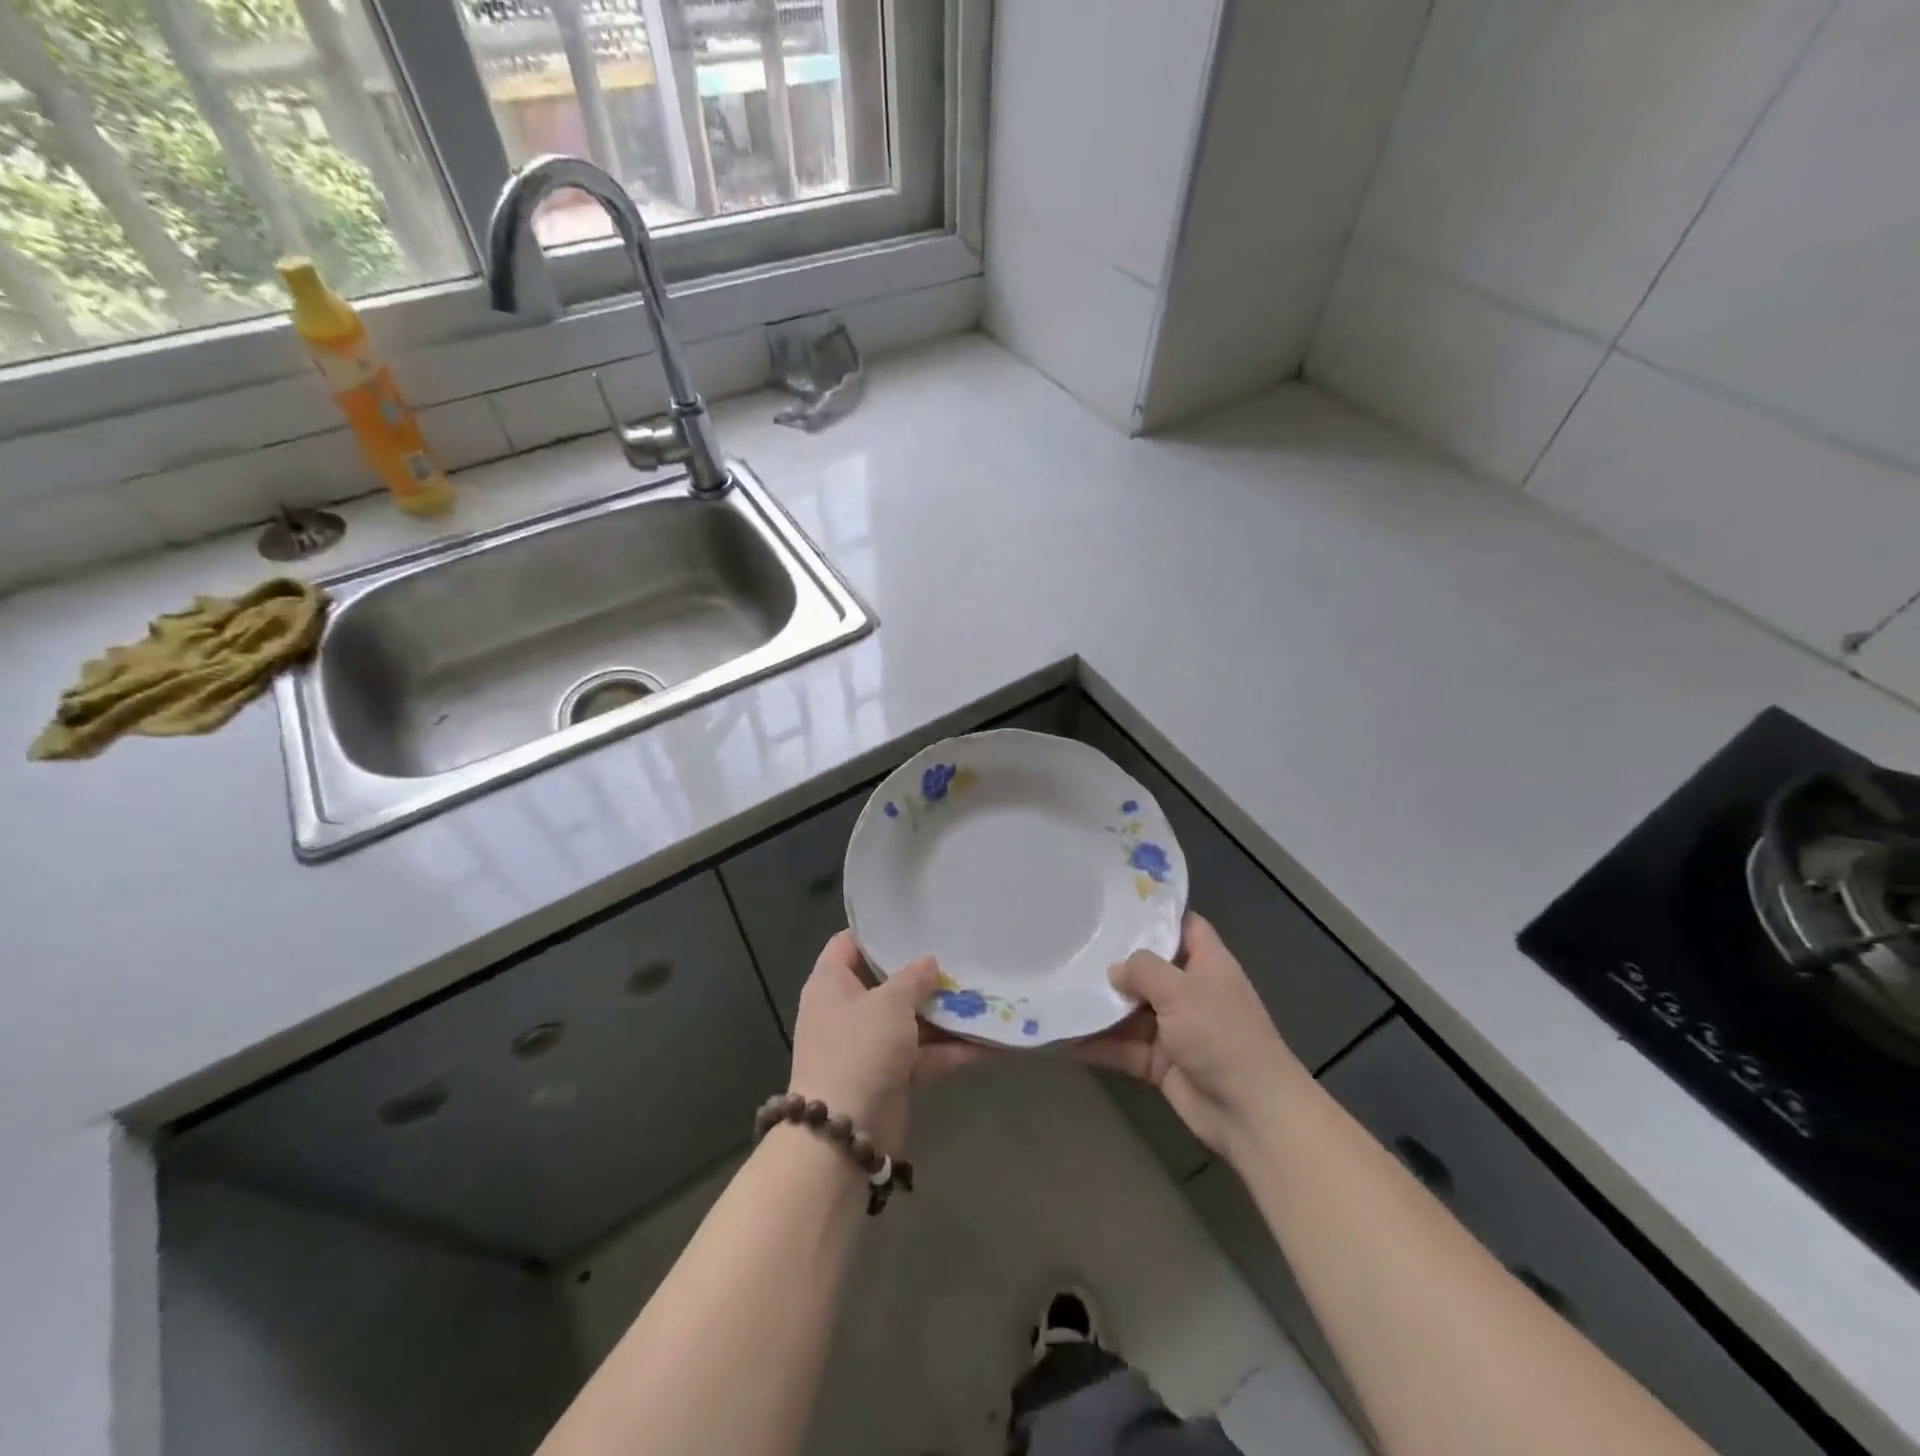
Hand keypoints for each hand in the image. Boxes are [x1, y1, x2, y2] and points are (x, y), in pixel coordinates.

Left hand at [787, 930, 994, 1153]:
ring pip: (913, 1020)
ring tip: (987, 992)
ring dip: (947, 1013)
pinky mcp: (892, 1076)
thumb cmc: (859, 1050)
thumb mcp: (888, 1003)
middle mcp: (848, 1010)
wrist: (843, 1137)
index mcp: (831, 984)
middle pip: (888, 982)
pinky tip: (994, 1041)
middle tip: (961, 953)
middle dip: (925, 973)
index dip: (878, 930)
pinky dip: (954, 1050)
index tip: (915, 920)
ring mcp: (871, 1046)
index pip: (849, 943)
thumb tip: (928, 962)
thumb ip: (912, 978)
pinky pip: (926, 1054)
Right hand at [1074, 912, 1308, 1156]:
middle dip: (1115, 960)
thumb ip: (1144, 971)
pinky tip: (1067, 1038)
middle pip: (1150, 968)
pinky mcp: (1161, 1063)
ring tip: (1061, 989)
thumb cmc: (1222, 1035)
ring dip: (1102, 1006)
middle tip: (1074, 944)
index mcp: (1207, 964)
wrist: (1250, 1112)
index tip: (1117, 904)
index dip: (1156, 913)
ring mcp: (1176, 1029)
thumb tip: (1115, 969)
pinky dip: (1100, 1045)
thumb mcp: (1181, 991)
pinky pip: (1125, 1047)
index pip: (1183, 925)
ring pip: (1132, 1010)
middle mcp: (1191, 991)